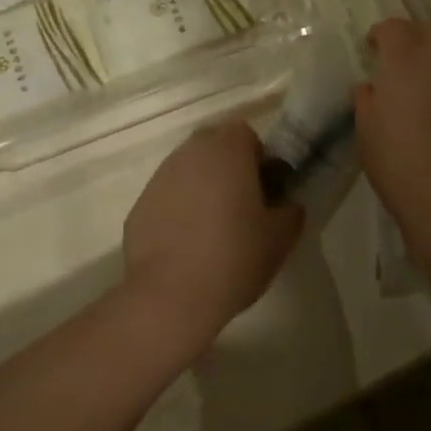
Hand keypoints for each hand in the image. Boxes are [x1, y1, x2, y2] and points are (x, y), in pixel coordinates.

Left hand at [123, 122, 302, 350]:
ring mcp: (160, 177)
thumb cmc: (234, 258)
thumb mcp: (280, 239)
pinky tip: (186, 244)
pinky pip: (167, 196)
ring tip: (213, 228)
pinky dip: (178, 209)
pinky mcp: (140, 204)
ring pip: (188, 170)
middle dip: (228, 167)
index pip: (246, 134)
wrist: (170, 296)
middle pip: (214, 146)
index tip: (264, 190)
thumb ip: (290, 212)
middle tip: (242, 205)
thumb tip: (286, 204)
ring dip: (202, 187)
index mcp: (227, 151)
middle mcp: (190, 153)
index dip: (258, 158)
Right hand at [356, 19, 430, 277]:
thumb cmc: (402, 166)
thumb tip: (373, 87)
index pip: (392, 27)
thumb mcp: (367, 133)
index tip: (373, 51)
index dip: (381, 37)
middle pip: (428, 33)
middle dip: (413, 44)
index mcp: (406, 55)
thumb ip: (368, 100)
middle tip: (401, 71)